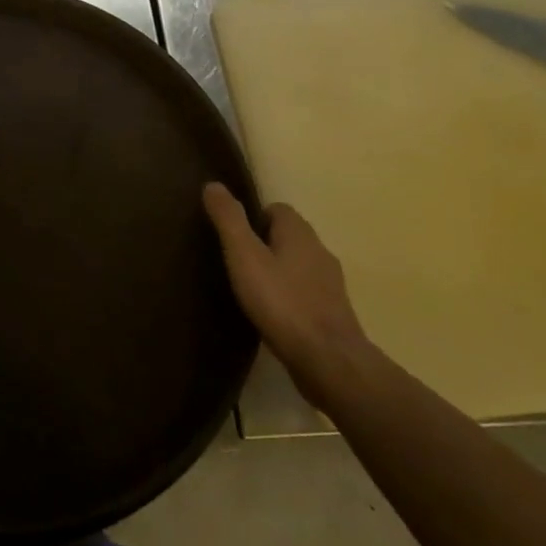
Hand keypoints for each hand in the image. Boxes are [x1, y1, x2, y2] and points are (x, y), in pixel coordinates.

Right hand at [203, 184, 374, 406]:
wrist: (329, 361)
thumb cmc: (282, 302)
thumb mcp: (245, 256)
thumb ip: (229, 220)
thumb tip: (213, 184)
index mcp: (300, 233)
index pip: (277, 209)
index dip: (254, 217)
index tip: (233, 236)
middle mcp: (320, 252)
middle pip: (289, 236)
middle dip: (264, 243)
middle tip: (236, 261)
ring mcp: (330, 285)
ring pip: (298, 265)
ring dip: (277, 271)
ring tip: (250, 288)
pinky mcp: (332, 313)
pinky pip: (305, 292)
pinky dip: (289, 296)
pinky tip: (271, 313)